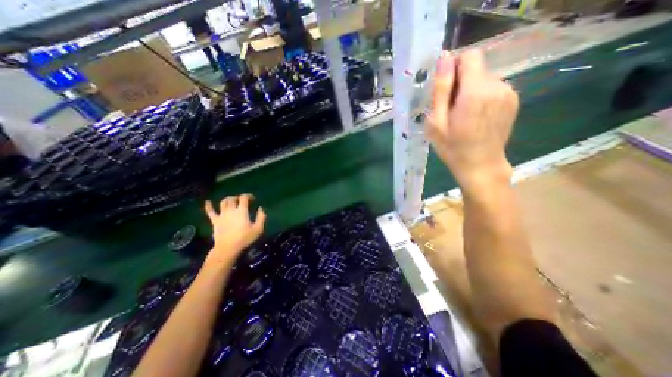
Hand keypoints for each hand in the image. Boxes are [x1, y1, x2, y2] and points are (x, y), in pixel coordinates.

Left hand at [204, 195, 266, 263]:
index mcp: (241, 211)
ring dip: (228, 199)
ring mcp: (221, 215)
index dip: (248, 196)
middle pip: (233, 199)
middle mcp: (231, 210)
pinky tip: (207, 202)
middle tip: (242, 201)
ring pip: (223, 202)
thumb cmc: (244, 238)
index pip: (243, 198)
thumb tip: (261, 208)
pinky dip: (208, 206)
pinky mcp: (215, 221)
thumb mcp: (258, 229)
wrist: (227, 248)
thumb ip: (261, 217)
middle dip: (238, 197)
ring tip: (232, 200)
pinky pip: (210, 212)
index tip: (252, 199)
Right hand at [427, 49, 515, 195]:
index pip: (469, 55)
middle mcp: (497, 85)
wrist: (480, 166)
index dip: (454, 67)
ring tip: (462, 116)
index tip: (445, 88)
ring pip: (483, 78)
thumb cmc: (452, 147)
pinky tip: (475, 118)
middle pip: (476, 68)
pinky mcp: (513, 100)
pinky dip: (481, 97)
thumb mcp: (437, 121)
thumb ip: (441, 89)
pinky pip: (492, 88)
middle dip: (460, 83)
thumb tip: (444, 58)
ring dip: (470, 91)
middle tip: (450, 109)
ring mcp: (508, 92)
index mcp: (475, 90)